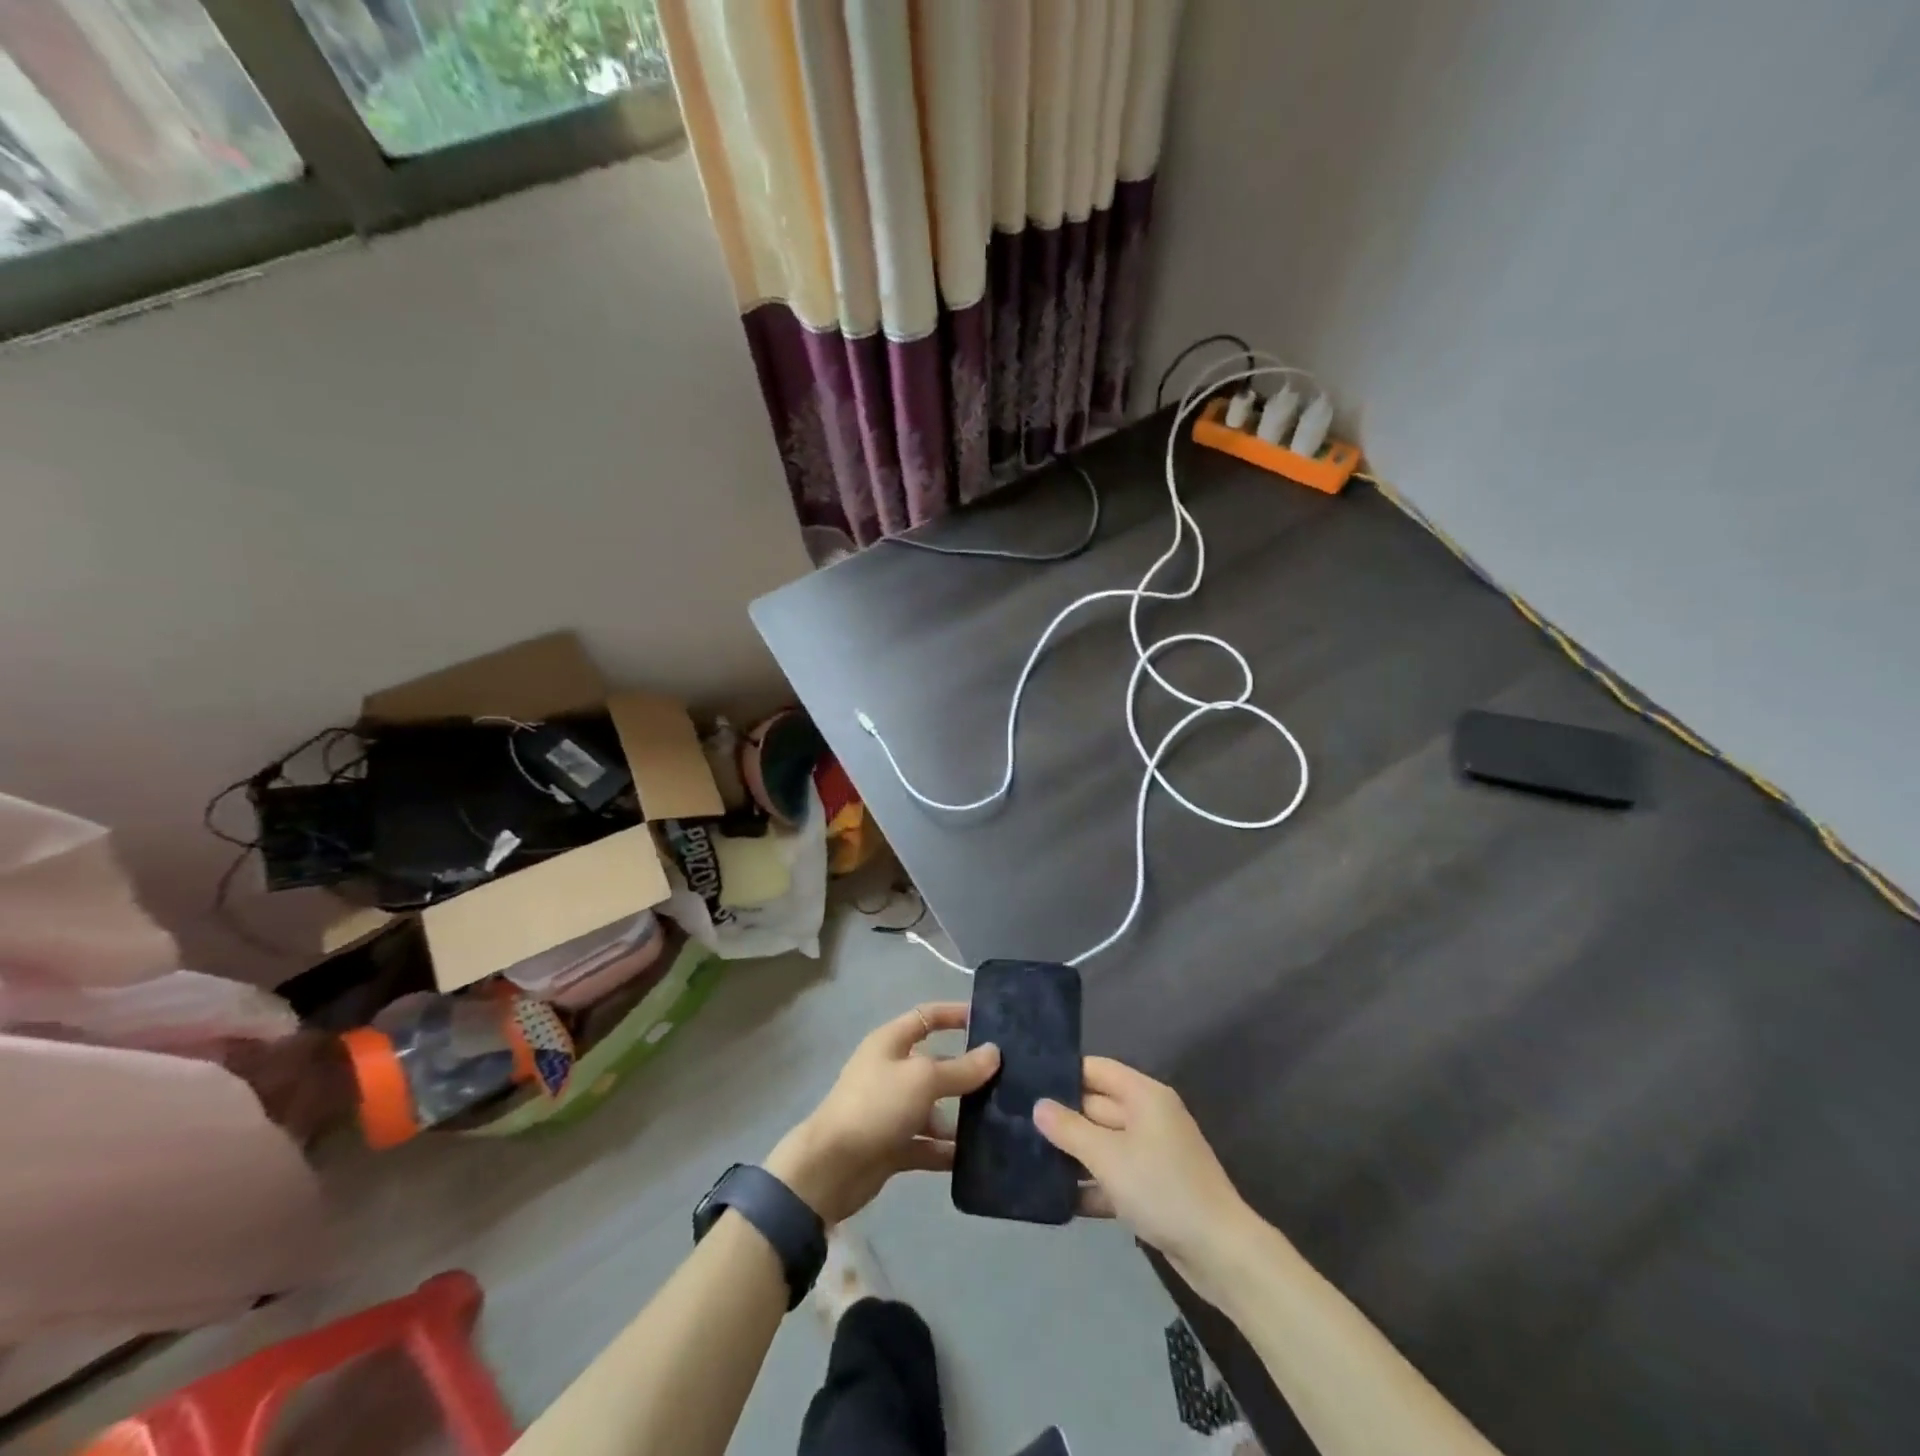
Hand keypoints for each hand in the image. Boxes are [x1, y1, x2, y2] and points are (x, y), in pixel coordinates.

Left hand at [766, 1003, 999, 1225]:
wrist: (829, 1169)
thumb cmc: (876, 1106)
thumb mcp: (922, 1079)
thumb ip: (961, 1069)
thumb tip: (994, 1052)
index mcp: (890, 1043)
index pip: (927, 1017)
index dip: (954, 1014)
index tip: (988, 1021)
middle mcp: (891, 1071)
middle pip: (936, 1065)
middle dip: (967, 1073)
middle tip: (1008, 1081)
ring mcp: (892, 1110)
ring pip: (935, 1108)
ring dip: (961, 1116)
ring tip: (1000, 1123)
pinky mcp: (893, 1146)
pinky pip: (928, 1144)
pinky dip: (948, 1150)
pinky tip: (979, 1158)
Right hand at [1034, 1058, 1253, 1288]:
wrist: (1219, 1252)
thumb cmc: (1161, 1188)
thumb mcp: (1108, 1156)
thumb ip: (1069, 1129)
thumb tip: (1038, 1105)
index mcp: (1143, 1095)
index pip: (1096, 1070)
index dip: (1064, 1073)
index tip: (1027, 1083)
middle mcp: (1148, 1116)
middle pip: (1097, 1106)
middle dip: (1063, 1118)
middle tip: (1018, 1124)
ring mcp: (1152, 1153)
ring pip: (1103, 1144)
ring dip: (1074, 1155)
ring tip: (1029, 1159)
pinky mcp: (1153, 1188)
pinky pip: (1115, 1176)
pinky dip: (1092, 1185)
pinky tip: (1059, 1199)